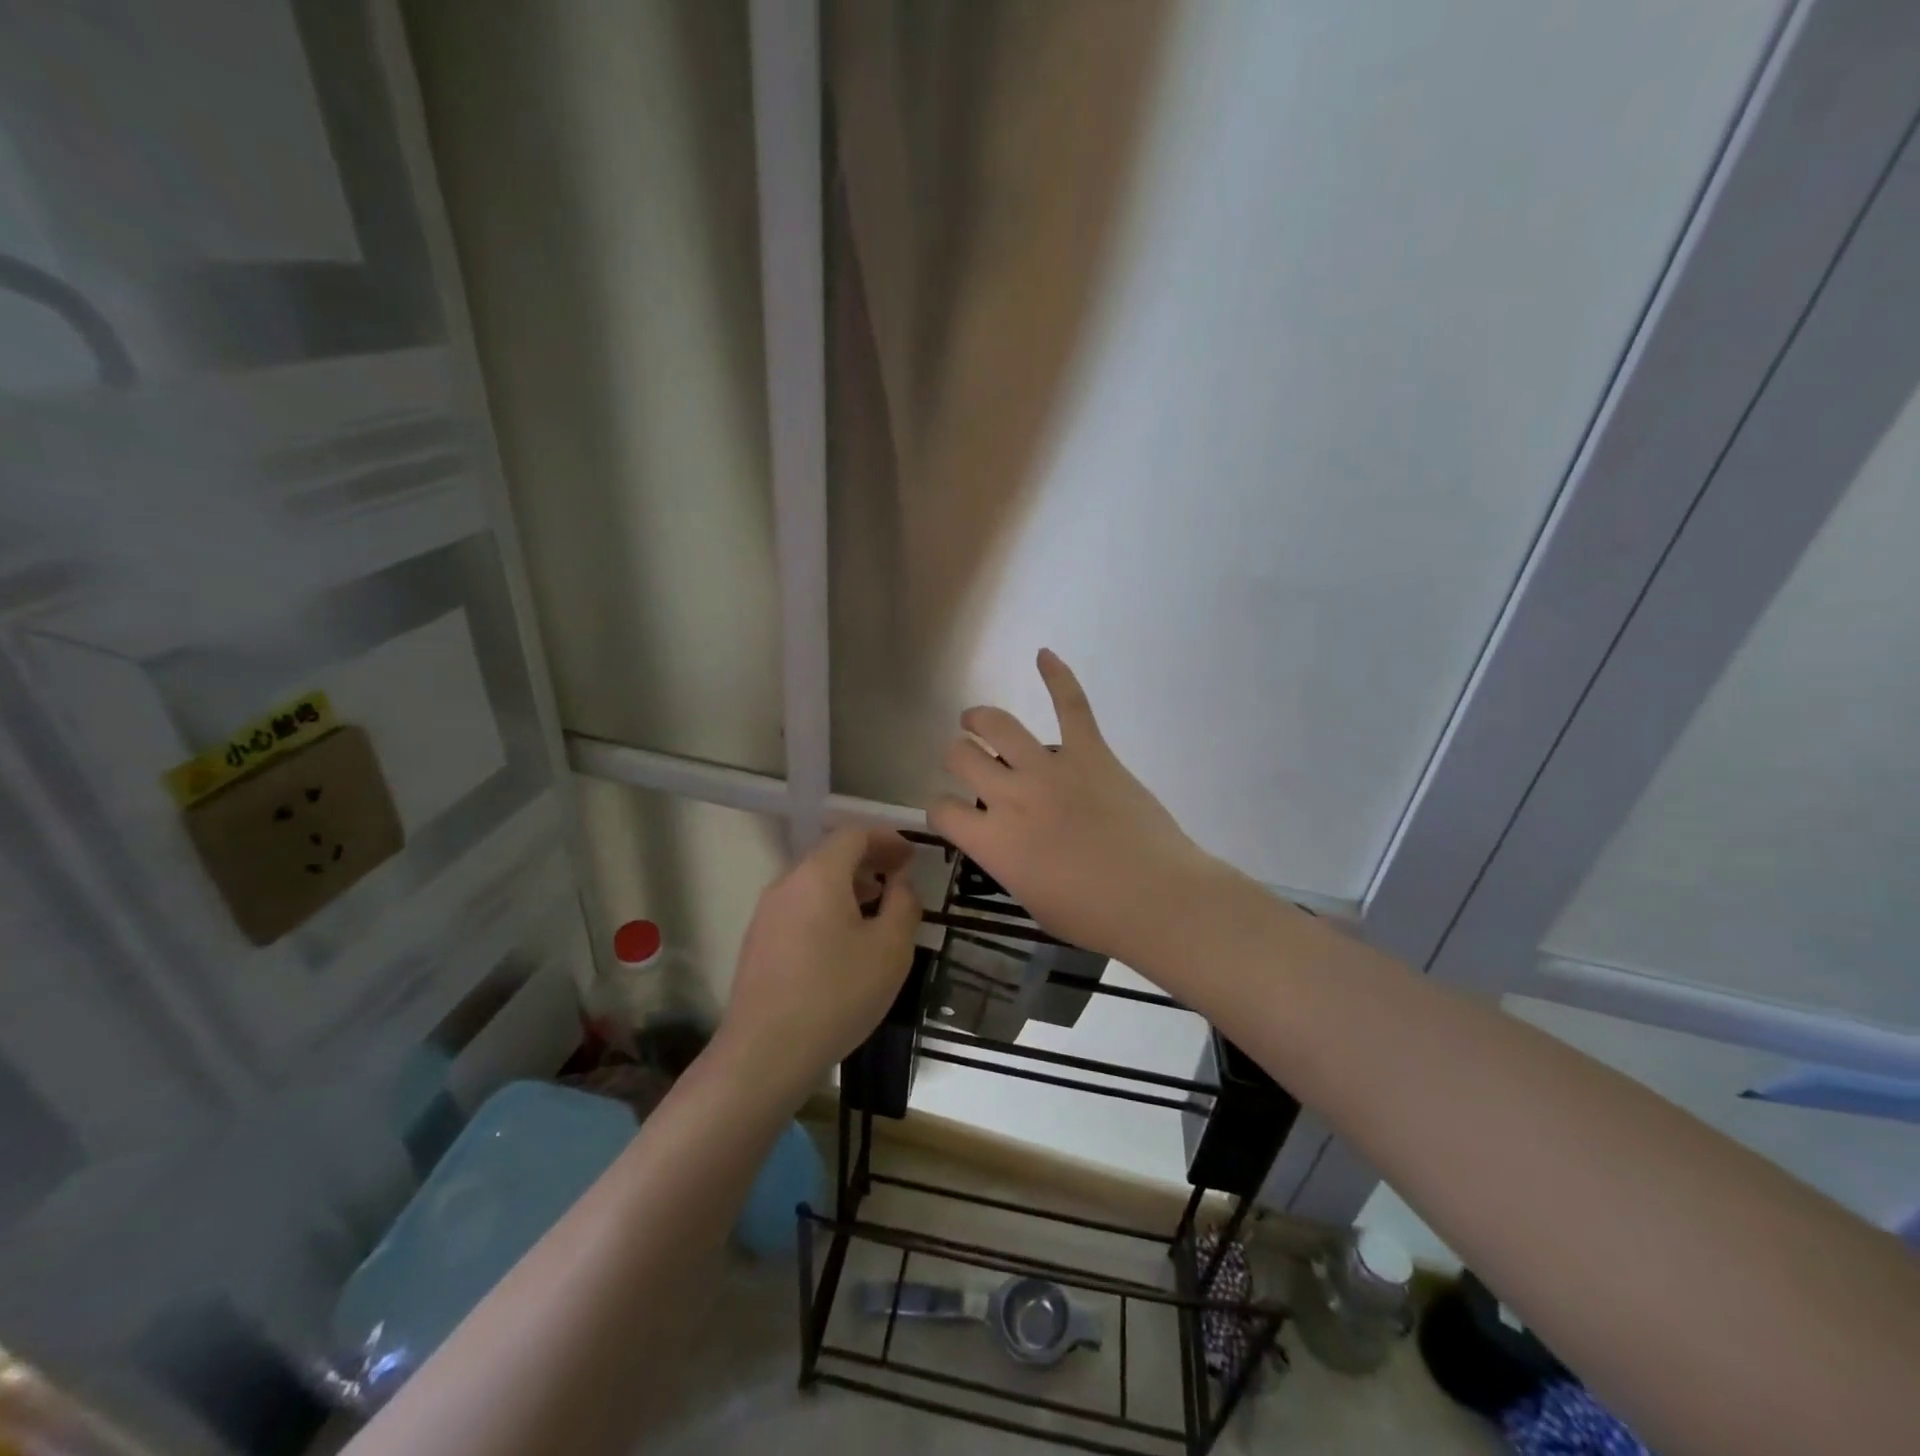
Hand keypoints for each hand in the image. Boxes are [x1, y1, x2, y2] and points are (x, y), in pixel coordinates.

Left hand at [716, 825, 921, 1101]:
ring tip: (876, 908)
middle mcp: (787, 883)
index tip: (911, 856)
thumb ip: (904, 905)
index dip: (887, 838)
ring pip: (813, 882)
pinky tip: (844, 940)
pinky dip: (827, 906)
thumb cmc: (837, 994)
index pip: (854, 834)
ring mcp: (767, 913)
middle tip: (899, 878)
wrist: (766, 1053)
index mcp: (819, 875)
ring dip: (848, 885)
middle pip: (830, 854)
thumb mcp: (890, 949)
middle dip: (868, 860)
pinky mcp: (758, 941)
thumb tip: (899, 884)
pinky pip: (799, 906)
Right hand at [928, 650, 1216, 960]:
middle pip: (961, 757)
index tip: (952, 811)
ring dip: (980, 719)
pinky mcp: (1091, 753)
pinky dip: (1058, 676)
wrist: (1156, 899)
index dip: (940, 808)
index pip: (942, 809)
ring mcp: (1051, 768)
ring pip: (999, 725)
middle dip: (956, 757)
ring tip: (976, 720)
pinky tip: (1044, 654)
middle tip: (966, 760)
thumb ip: (1006, 860)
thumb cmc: (1092, 915)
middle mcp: (1011, 796)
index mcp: (993, 840)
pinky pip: (1071, 705)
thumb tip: (1004, 838)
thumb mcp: (1030, 898)